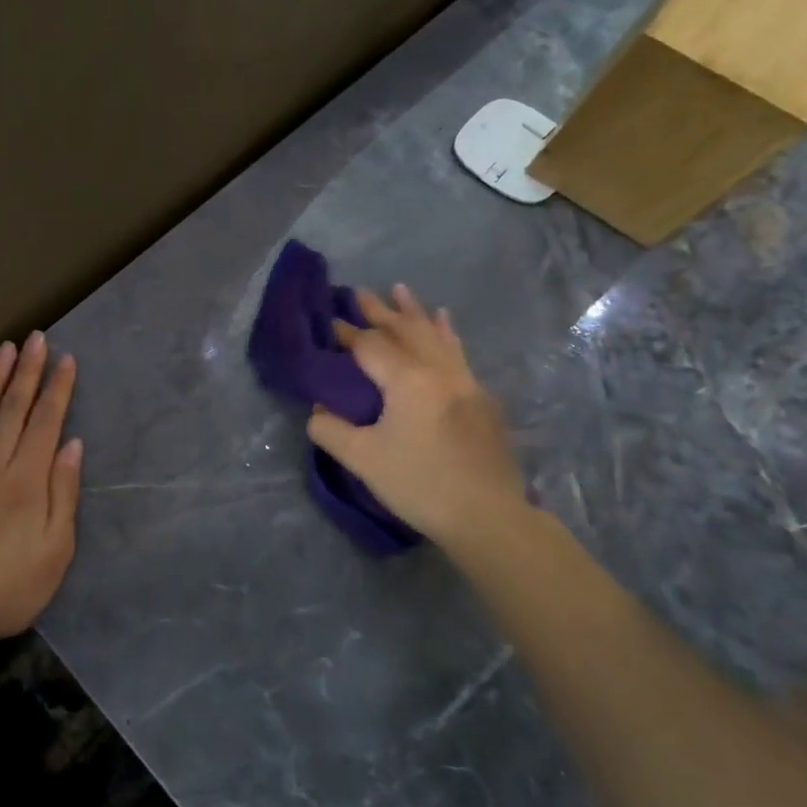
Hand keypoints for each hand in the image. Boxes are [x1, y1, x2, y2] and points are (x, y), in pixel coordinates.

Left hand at [0, 332, 82, 645]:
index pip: (46, 422)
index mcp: (26, 481)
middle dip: (28, 370)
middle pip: (13, 408)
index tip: (65, 359)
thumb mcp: (55, 550)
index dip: (57, 388)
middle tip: (37, 338)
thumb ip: (63, 493)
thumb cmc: (9, 588)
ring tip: (6, 348)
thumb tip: (72, 444)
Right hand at [307, 284, 531, 564]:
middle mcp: (438, 371)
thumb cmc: (419, 484)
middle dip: (379, 311)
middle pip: (404, 331)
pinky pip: (458, 352)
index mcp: (407, 381)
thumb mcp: (362, 460)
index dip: (347, 334)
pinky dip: (446, 333)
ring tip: (401, 290)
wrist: (487, 516)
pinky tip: (445, 322)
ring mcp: (465, 381)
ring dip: (415, 312)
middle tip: (359, 292)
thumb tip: (318, 409)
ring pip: (435, 336)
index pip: (370, 346)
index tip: (330, 323)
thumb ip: (331, 429)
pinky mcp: (482, 398)